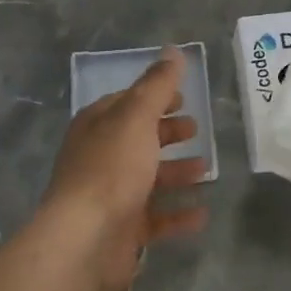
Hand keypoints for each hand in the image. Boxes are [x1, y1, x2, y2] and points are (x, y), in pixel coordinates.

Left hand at [43, 49, 211, 290]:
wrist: (85, 240)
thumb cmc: (111, 168)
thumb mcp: (137, 116)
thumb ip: (157, 84)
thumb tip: (173, 50)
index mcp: (97, 126)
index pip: (127, 103)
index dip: (154, 97)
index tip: (183, 97)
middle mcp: (100, 158)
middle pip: (138, 140)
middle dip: (166, 133)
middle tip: (195, 130)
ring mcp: (110, 196)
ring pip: (148, 178)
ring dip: (177, 172)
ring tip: (205, 169)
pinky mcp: (122, 231)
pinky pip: (156, 219)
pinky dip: (178, 214)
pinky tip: (202, 213)